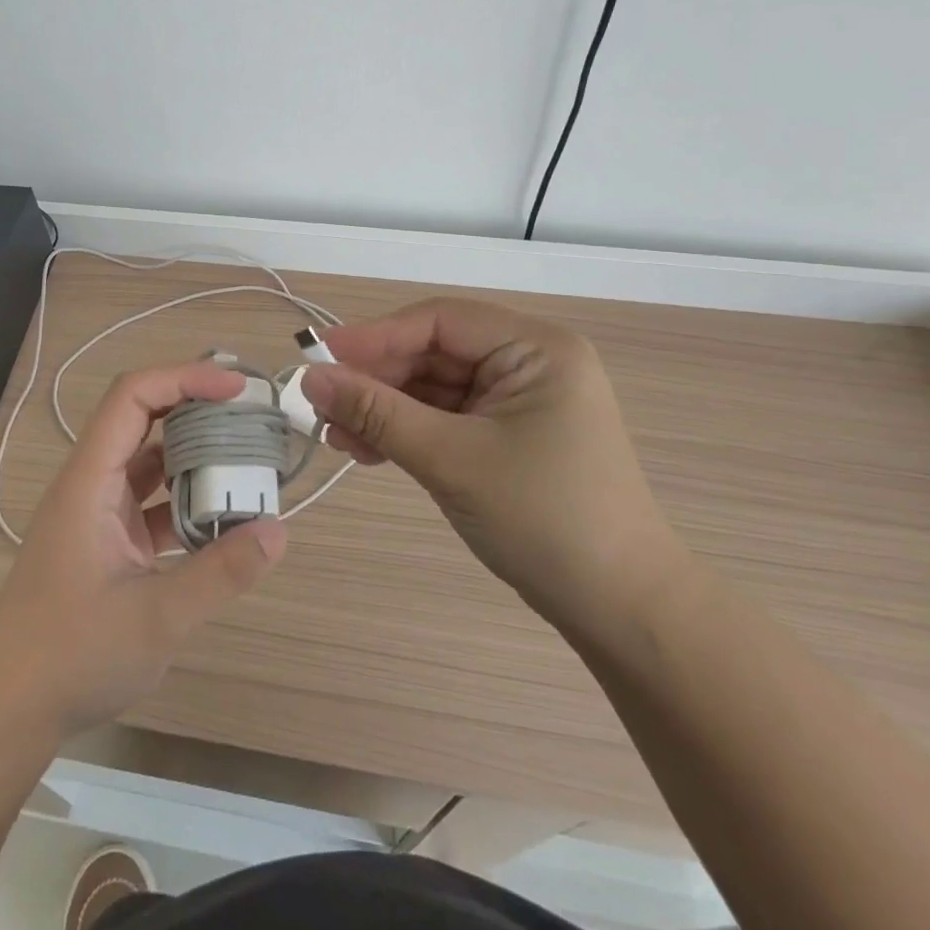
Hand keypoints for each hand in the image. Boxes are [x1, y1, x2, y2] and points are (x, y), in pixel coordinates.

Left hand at [0, 362, 286, 737]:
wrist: (9, 706)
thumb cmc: (71, 655)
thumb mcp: (156, 618)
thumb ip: (219, 573)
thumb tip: (278, 531)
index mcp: (90, 481)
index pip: (133, 397)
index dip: (184, 379)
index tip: (235, 389)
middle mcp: (92, 483)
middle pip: (143, 418)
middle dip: (197, 408)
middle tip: (251, 415)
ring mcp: (98, 511)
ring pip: (150, 460)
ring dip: (195, 455)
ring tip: (247, 457)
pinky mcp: (107, 539)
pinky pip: (152, 499)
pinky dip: (187, 498)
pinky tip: (223, 516)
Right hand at [300, 298, 684, 639]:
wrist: (620, 609)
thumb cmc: (545, 520)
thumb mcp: (451, 459)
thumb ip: (377, 413)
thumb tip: (310, 379)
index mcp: (535, 348)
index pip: (439, 321)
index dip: (375, 337)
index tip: (318, 359)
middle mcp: (529, 362)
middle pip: (433, 353)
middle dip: (376, 380)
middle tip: (320, 406)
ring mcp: (518, 400)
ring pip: (433, 388)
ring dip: (384, 409)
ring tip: (334, 435)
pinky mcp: (507, 435)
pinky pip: (444, 418)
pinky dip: (406, 431)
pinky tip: (366, 448)